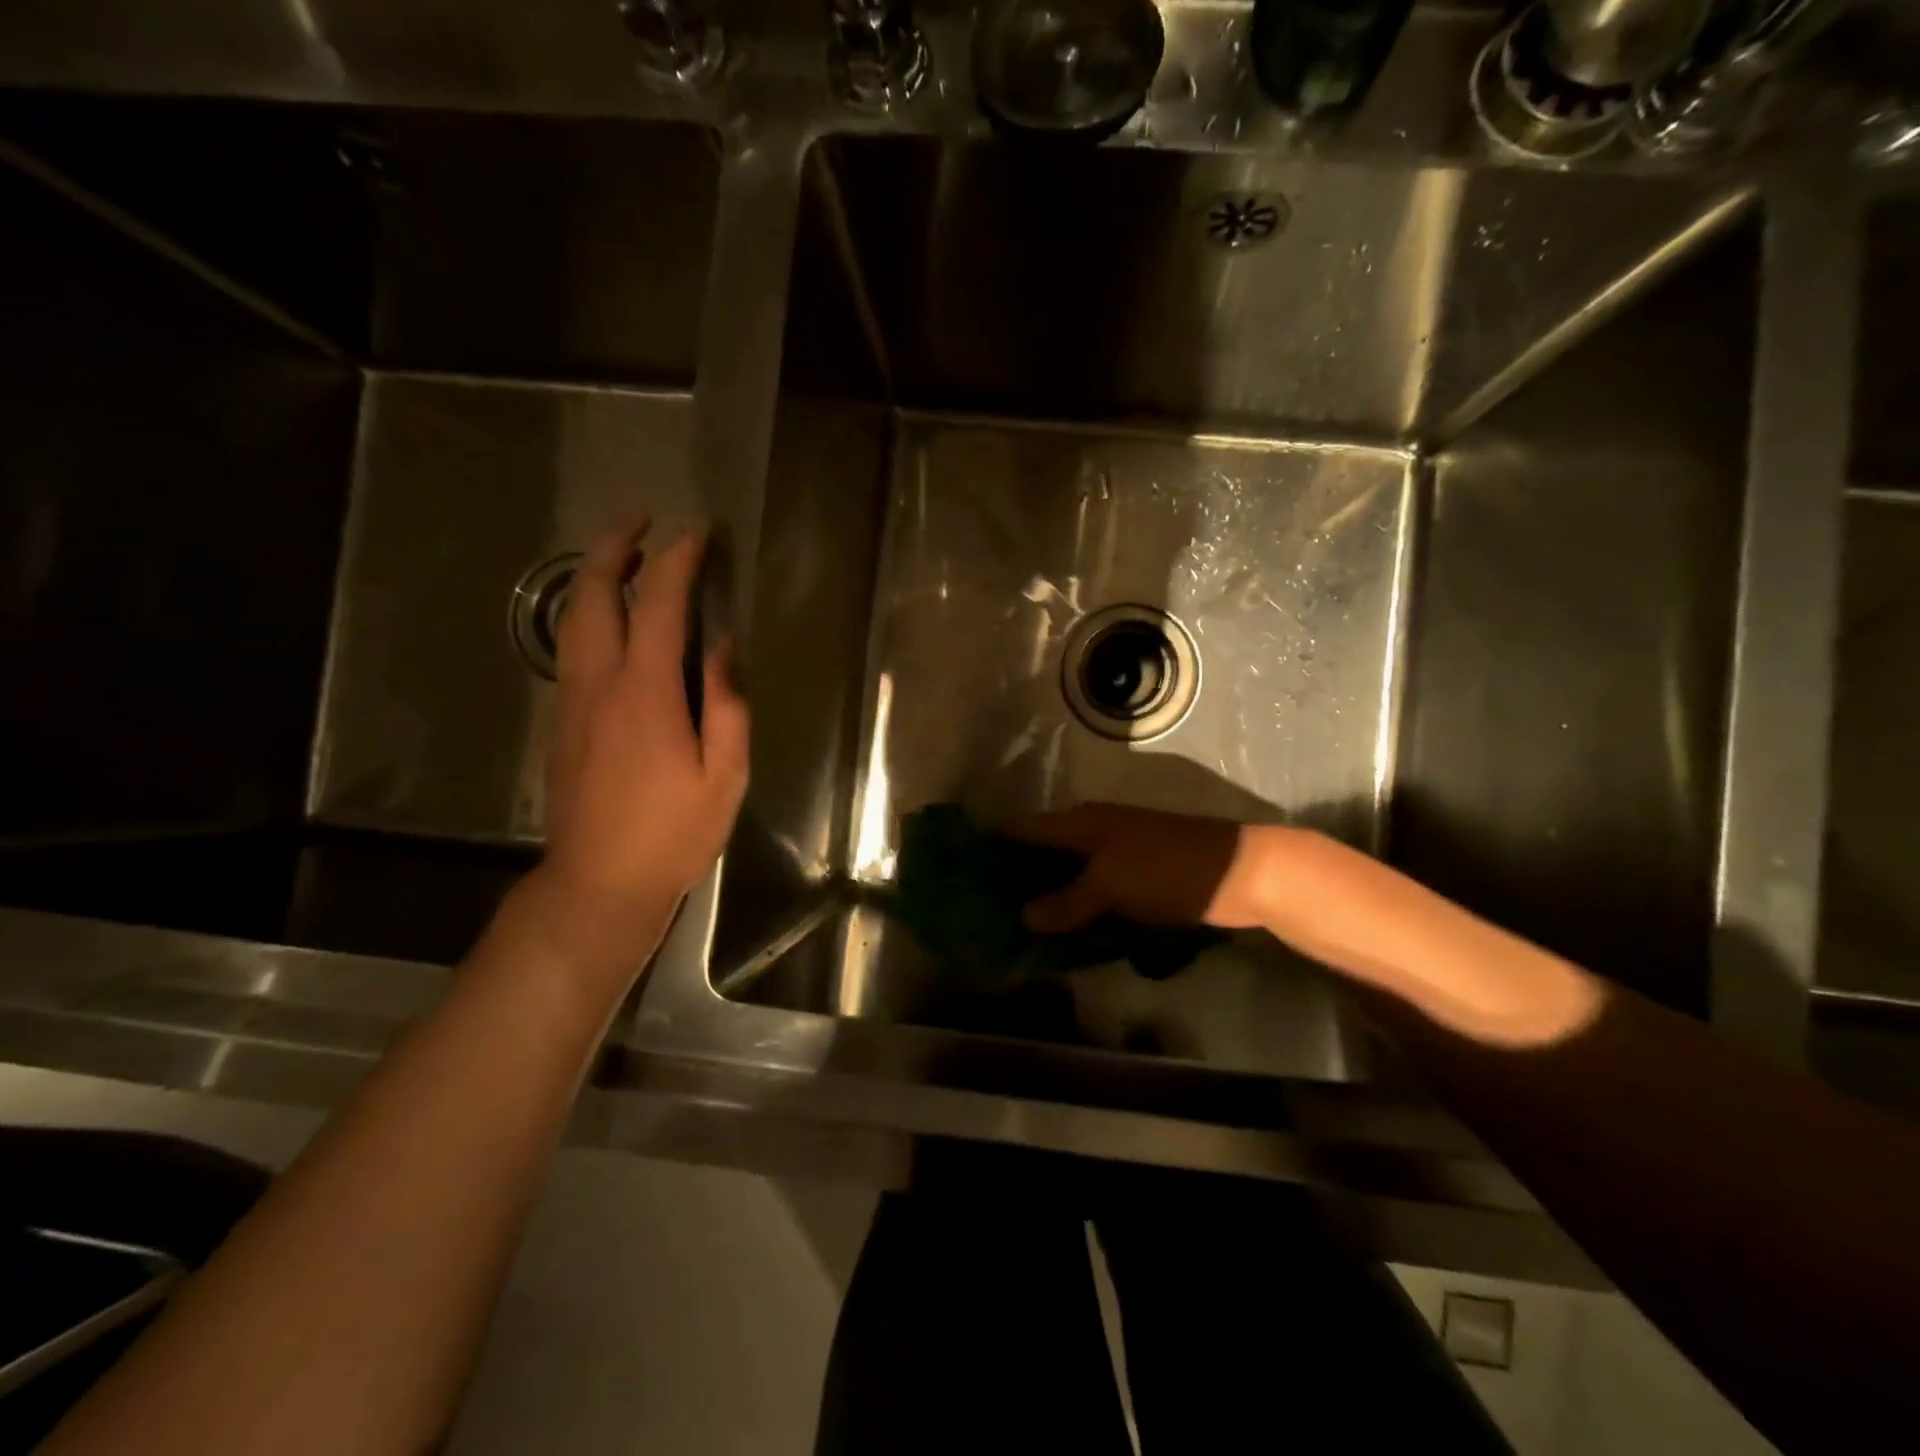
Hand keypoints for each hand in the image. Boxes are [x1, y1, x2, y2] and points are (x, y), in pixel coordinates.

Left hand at [531, 522, 749, 973]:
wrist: (598, 881)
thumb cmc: (672, 832)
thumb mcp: (724, 775)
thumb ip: (727, 705)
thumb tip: (724, 647)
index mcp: (646, 692)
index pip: (659, 604)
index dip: (678, 561)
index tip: (698, 534)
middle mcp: (599, 682)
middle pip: (592, 595)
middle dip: (614, 547)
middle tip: (641, 521)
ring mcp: (571, 699)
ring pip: (572, 618)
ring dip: (595, 577)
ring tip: (626, 558)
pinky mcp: (561, 719)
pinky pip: (572, 647)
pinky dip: (589, 613)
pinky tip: (613, 619)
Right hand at [1000, 804, 1277, 932]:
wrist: (1242, 874)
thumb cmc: (1168, 870)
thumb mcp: (1111, 884)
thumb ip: (1067, 901)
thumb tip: (1026, 915)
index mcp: (1082, 823)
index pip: (1024, 829)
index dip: (994, 844)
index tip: (963, 868)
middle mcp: (1095, 833)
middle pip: (1044, 852)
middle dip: (1017, 877)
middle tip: (986, 910)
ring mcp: (1118, 855)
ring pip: (1070, 875)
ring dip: (1049, 897)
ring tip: (1019, 928)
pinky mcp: (1139, 878)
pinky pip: (1096, 893)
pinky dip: (1080, 908)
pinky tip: (1068, 933)